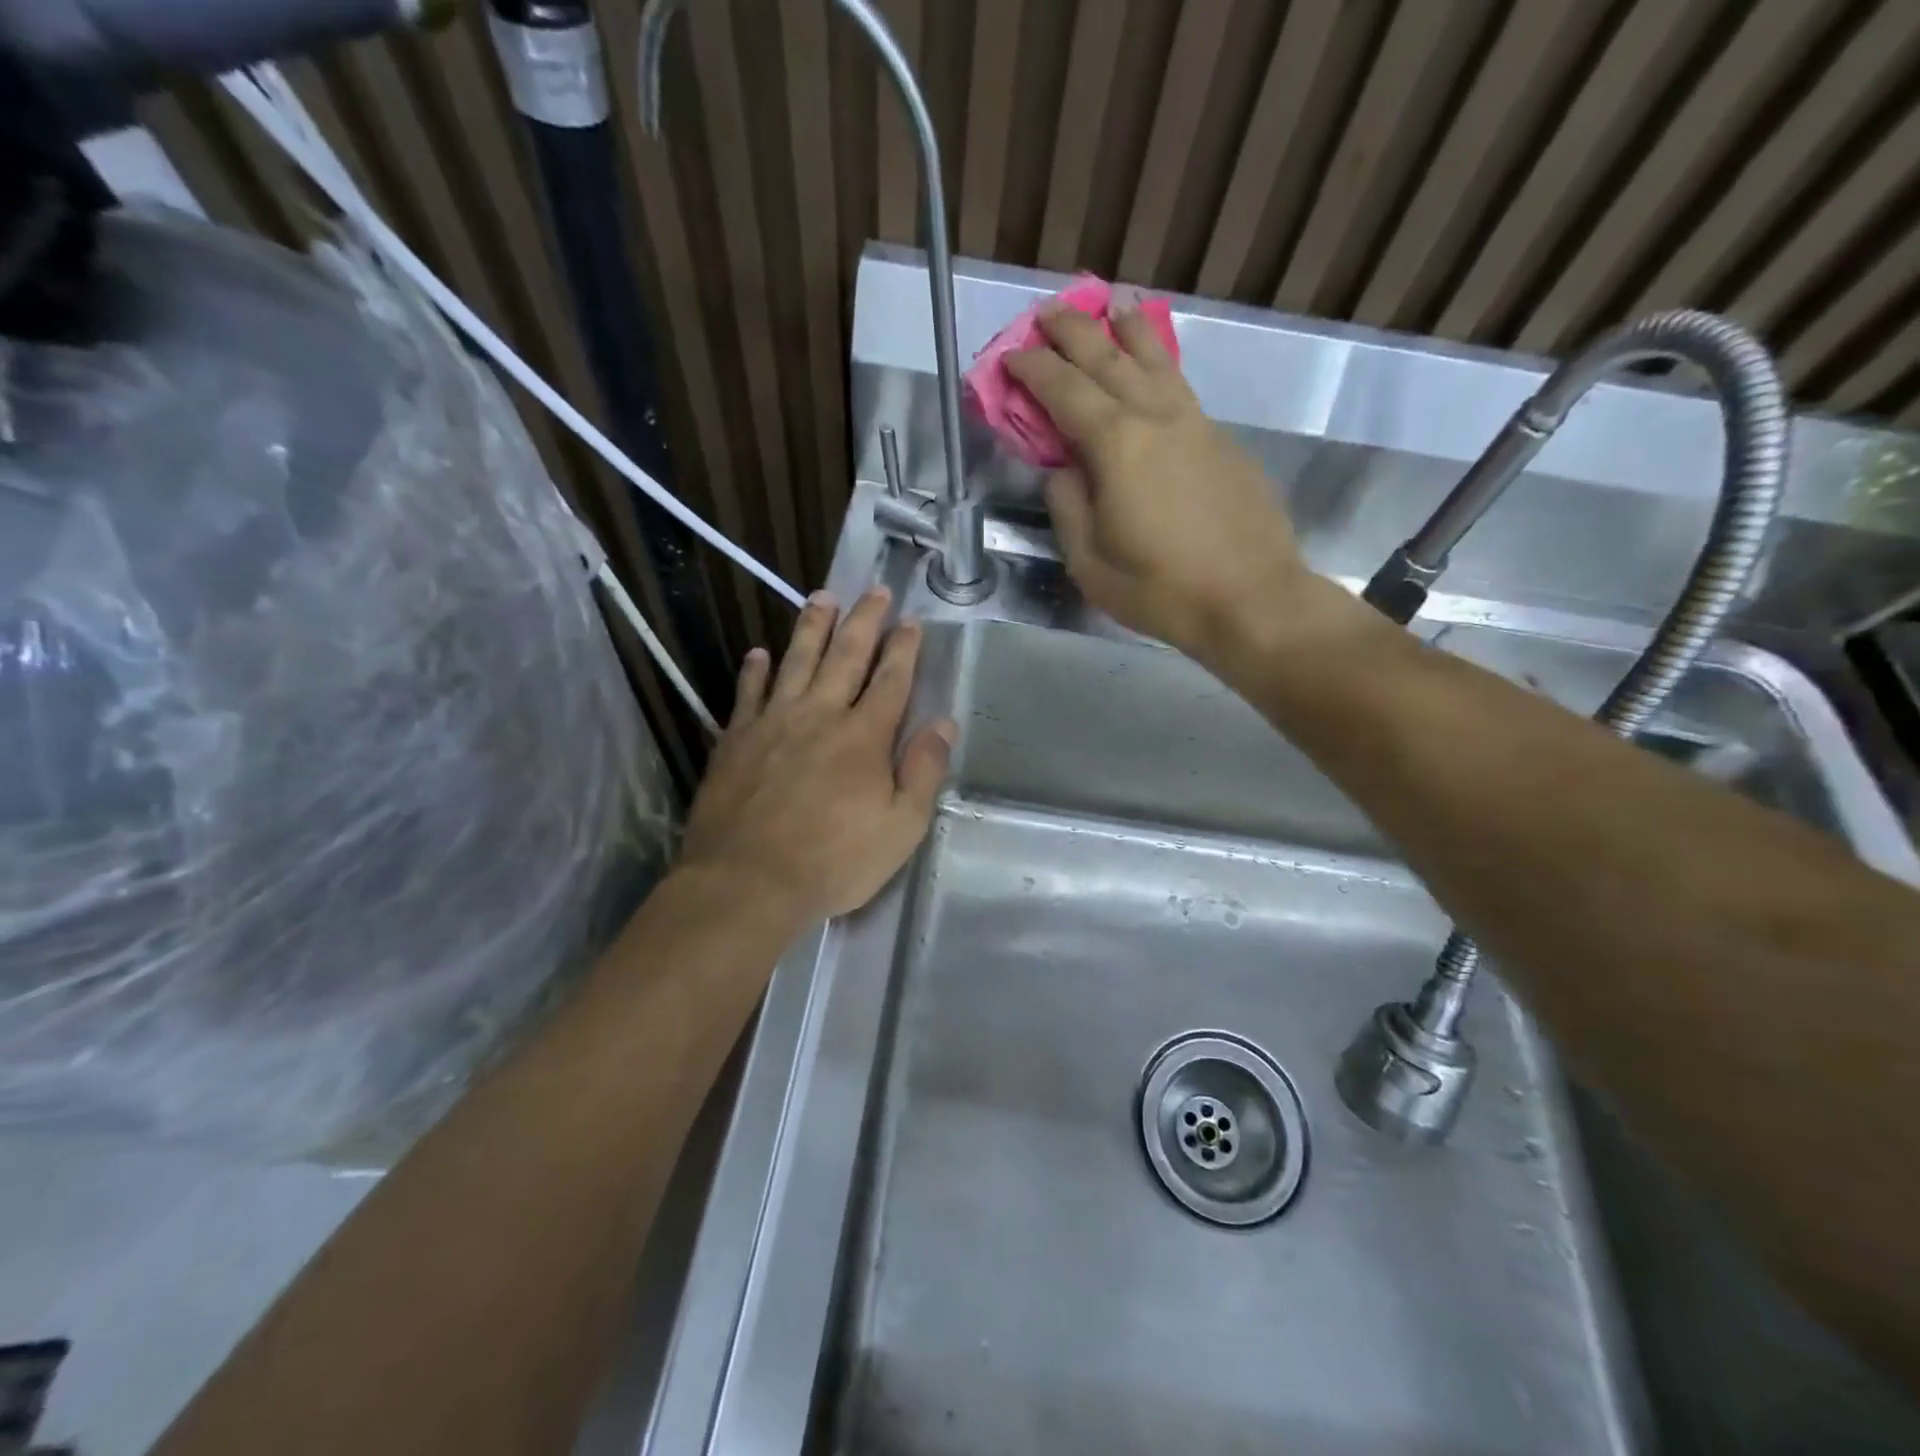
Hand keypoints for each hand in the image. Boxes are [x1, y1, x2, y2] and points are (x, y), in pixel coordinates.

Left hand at [681, 588, 954, 922]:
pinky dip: (755, 670)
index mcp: (865, 736)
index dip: (903, 648)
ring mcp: (773, 723)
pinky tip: (759, 653)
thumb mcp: (901, 828)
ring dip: (812, 627)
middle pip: (845, 656)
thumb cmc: (834, 861)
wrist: (747, 881)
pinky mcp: (736, 740)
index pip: (890, 680)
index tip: (911, 620)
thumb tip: (944, 724)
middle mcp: (820, 715)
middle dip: (864, 621)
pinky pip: (748, 694)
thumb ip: (924, 772)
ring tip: (822, 597)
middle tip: (874, 590)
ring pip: (796, 661)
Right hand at [1005, 296, 1350, 670]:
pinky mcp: (1223, 441)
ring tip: (1113, 307)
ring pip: (1156, 361)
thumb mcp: (1090, 562)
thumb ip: (1068, 507)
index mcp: (1116, 445)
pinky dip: (1160, 365)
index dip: (1033, 369)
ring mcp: (1196, 424)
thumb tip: (1063, 470)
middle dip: (1074, 331)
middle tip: (1049, 313)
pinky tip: (1155, 369)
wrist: (1251, 598)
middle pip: (1109, 358)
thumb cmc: (1160, 589)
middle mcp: (1156, 418)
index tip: (1011, 355)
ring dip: (1128, 331)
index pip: (1064, 390)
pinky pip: (1181, 387)